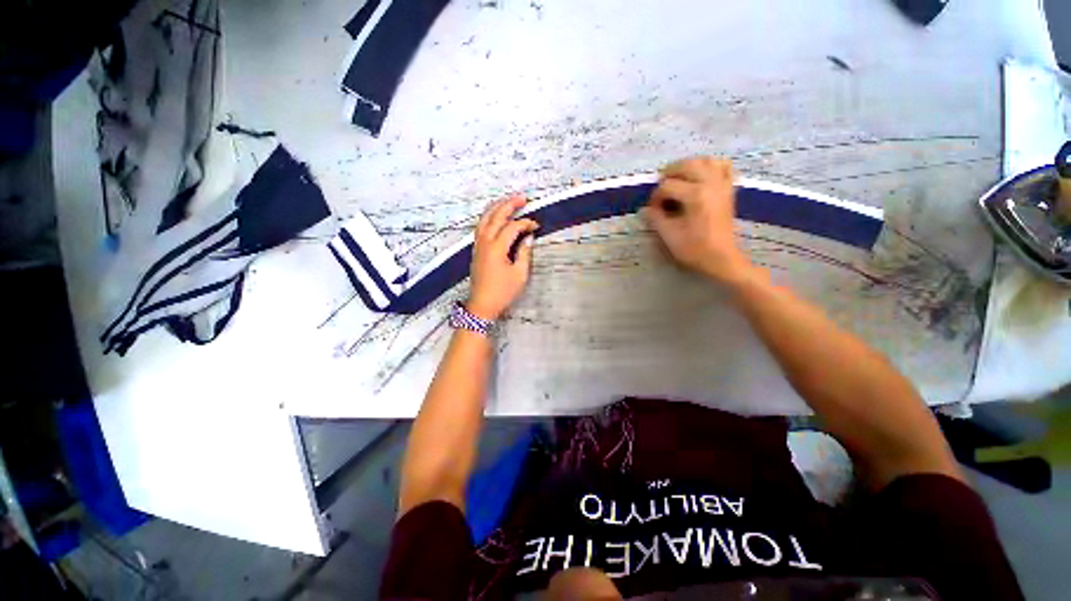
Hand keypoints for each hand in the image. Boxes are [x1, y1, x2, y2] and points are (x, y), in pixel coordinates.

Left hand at [466, 196, 538, 320]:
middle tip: (523, 198)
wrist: (482, 305)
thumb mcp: (519, 275)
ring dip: (496, 208)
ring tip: (508, 201)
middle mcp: (485, 242)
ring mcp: (478, 245)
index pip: (512, 228)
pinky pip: (481, 227)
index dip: (526, 224)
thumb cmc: (503, 292)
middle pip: (495, 216)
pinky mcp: (476, 249)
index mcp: (496, 248)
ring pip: (484, 219)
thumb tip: (528, 238)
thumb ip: (524, 253)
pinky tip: (495, 216)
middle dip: (509, 204)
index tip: (537, 226)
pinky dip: (489, 217)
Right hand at [642, 157, 754, 283]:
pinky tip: (701, 176)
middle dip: (669, 174)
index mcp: (695, 195)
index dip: (656, 197)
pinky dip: (711, 166)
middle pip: (687, 165)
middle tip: (660, 189)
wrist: (722, 258)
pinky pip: (724, 167)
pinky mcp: (728, 190)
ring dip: (689, 166)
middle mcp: (710, 184)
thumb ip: (655, 218)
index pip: (668, 186)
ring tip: (678, 178)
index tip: (652, 210)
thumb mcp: (669, 236)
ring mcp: (722, 185)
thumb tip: (645, 209)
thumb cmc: (694, 249)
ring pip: (706, 161)